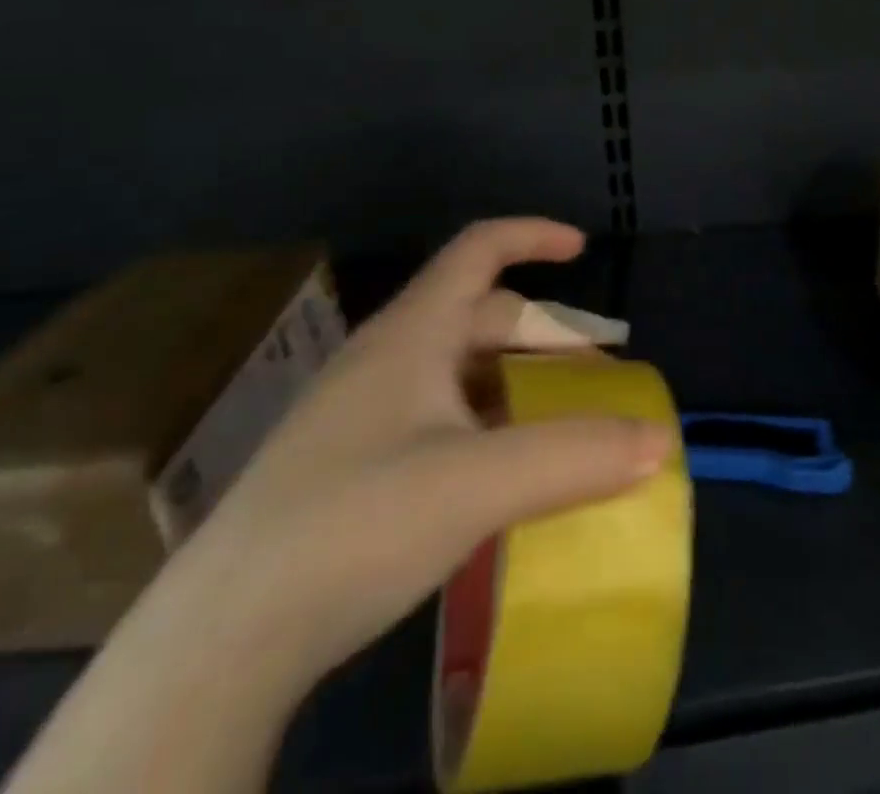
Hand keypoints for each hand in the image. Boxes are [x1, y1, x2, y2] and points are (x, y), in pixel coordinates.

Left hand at [183, 218, 672, 689]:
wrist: (218, 644)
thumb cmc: (353, 525)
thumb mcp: (478, 485)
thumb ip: (576, 457)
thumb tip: (661, 440)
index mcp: (412, 334)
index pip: (478, 249)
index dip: (532, 235)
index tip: (581, 249)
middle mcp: (387, 360)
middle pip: (482, 318)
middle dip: (546, 337)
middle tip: (597, 376)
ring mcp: (364, 415)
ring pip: (462, 374)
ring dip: (520, 387)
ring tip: (563, 427)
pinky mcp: (352, 468)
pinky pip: (441, 420)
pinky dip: (489, 428)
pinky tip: (505, 477)